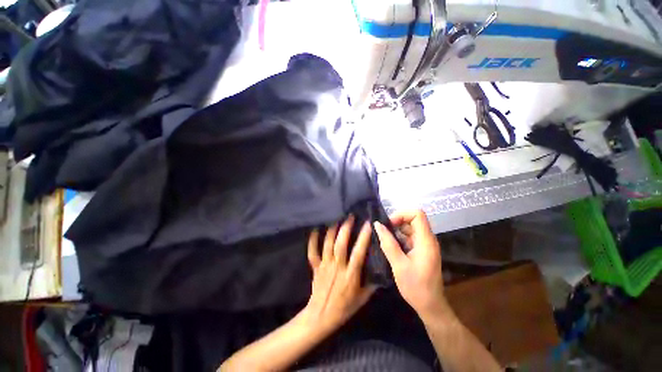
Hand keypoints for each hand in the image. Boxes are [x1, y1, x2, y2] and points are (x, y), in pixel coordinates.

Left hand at [302, 215, 376, 335]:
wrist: (321, 316)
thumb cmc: (344, 307)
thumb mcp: (363, 298)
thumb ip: (372, 283)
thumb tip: (381, 269)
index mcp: (350, 275)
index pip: (358, 252)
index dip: (363, 237)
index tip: (367, 224)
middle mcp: (337, 266)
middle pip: (340, 244)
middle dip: (345, 228)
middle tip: (350, 216)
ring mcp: (324, 265)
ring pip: (327, 244)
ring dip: (332, 230)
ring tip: (336, 217)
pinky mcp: (315, 266)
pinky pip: (312, 251)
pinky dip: (313, 240)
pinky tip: (316, 229)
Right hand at [373, 210, 449, 319]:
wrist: (430, 306)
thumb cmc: (416, 287)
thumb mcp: (399, 264)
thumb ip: (388, 243)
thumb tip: (377, 225)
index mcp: (426, 241)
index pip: (418, 214)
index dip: (402, 214)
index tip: (390, 225)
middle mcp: (428, 239)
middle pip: (413, 219)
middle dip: (397, 222)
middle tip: (384, 232)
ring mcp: (426, 245)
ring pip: (411, 228)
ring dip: (397, 230)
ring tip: (386, 240)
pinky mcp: (422, 250)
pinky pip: (410, 237)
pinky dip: (400, 238)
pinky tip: (392, 247)